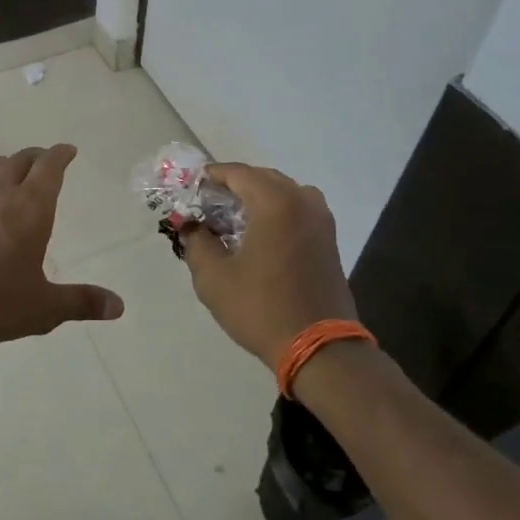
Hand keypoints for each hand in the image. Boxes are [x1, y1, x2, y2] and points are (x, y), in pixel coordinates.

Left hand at [0, 144, 122, 348]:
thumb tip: (118, 307)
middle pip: (19, 160)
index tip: (68, 150)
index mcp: (30, 208)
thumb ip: (82, 302)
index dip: (61, 155)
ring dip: (5, 167)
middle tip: (44, 162)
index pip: (49, 166)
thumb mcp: (44, 307)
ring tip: (11, 176)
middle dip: (36, 158)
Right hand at [180, 162, 355, 366]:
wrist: (319, 347)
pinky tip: (259, 234)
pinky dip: (276, 212)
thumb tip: (190, 226)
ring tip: (233, 217)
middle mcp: (302, 201)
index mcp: (275, 202)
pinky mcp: (329, 240)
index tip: (192, 186)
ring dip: (258, 198)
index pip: (238, 173)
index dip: (212, 176)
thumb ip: (196, 243)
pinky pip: (298, 210)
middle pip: (262, 178)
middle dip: (234, 186)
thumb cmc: (261, 307)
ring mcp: (321, 220)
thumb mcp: (214, 277)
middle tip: (208, 203)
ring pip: (284, 193)